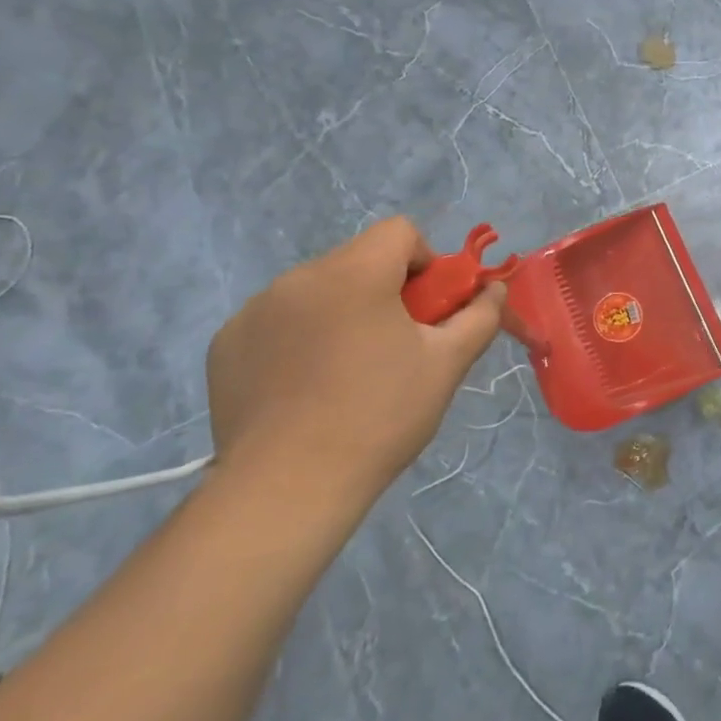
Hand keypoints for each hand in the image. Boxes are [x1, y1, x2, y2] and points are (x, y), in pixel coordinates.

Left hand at [205, 217, 504, 508]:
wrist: (287, 488)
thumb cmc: (380, 416)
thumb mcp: (448, 363)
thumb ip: (480, 315)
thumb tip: (494, 289)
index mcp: (355, 273)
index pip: (399, 232)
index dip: (425, 263)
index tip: (428, 311)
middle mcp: (299, 277)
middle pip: (358, 260)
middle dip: (385, 290)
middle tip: (395, 345)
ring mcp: (255, 310)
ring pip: (317, 290)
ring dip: (341, 312)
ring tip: (347, 372)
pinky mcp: (226, 344)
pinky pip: (278, 320)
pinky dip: (299, 338)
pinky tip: (304, 387)